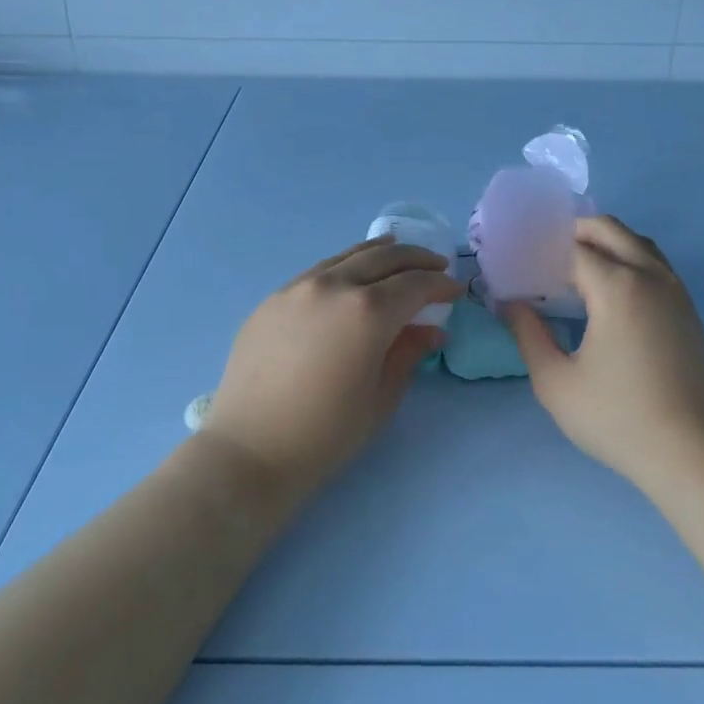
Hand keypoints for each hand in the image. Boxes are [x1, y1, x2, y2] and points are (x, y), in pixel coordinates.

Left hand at [201, 237, 461, 499]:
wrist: (249, 450)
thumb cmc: (325, 434)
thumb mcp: (380, 397)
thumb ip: (408, 353)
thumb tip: (431, 331)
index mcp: (367, 312)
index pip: (415, 284)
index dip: (440, 285)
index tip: (455, 291)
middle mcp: (334, 286)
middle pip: (384, 258)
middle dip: (416, 259)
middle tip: (436, 266)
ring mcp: (298, 287)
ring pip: (348, 256)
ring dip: (380, 253)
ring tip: (397, 253)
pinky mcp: (273, 299)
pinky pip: (318, 271)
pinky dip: (345, 265)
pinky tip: (350, 275)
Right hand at [504, 215, 703, 490]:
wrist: (694, 454)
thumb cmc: (618, 418)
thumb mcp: (556, 382)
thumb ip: (527, 335)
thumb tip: (510, 303)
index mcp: (617, 286)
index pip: (572, 248)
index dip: (541, 250)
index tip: (517, 263)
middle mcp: (650, 276)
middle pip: (609, 229)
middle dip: (574, 231)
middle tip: (543, 255)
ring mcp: (675, 291)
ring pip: (637, 242)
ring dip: (605, 242)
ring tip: (574, 267)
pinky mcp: (688, 311)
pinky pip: (654, 264)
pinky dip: (627, 258)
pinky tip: (608, 291)